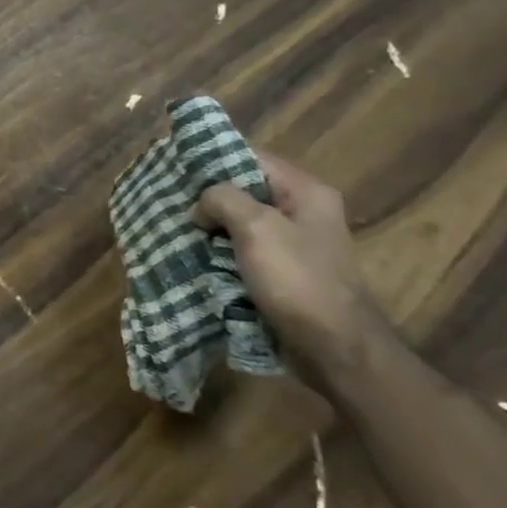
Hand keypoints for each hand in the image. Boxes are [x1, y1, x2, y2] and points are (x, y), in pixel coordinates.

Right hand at [195, 152, 383, 387]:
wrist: (336, 350)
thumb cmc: (298, 280)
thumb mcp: (255, 226)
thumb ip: (222, 198)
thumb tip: (201, 206)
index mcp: (306, 192)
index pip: (251, 157)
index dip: (213, 159)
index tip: (176, 168)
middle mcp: (304, 212)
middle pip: (245, 190)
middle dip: (208, 198)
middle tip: (171, 202)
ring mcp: (295, 245)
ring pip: (242, 224)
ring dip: (212, 229)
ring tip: (176, 231)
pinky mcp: (285, 274)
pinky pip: (245, 253)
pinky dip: (221, 255)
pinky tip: (196, 259)